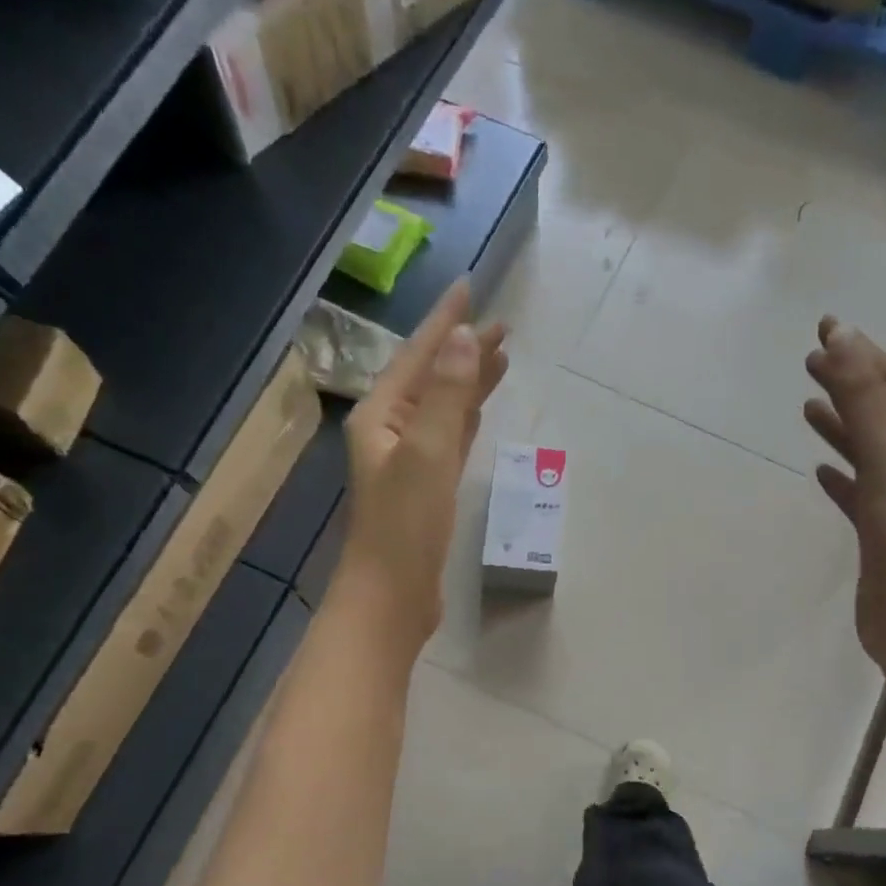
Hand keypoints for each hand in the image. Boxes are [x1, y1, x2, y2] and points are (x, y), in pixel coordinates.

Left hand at [335, 280, 508, 646]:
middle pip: (432, 379)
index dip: (445, 323)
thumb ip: (448, 396)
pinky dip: (466, 421)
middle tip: (504, 326)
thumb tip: (465, 338)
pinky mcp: (426, 490)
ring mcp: (408, 462)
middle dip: (463, 351)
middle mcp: (390, 432)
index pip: (418, 356)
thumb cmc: (405, 526)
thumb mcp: (428, 454)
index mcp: (382, 416)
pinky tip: (479, 411)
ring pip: (443, 409)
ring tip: (500, 359)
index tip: (471, 289)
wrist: (392, 596)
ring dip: (468, 383)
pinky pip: (449, 440)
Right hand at [804, 316, 885, 672]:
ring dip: (843, 429)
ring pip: (874, 452)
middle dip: (849, 388)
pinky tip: (821, 469)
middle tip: (807, 362)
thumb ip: (863, 397)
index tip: (822, 331)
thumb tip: (840, 335)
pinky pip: (864, 492)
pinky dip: (844, 477)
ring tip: (808, 407)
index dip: (860, 356)